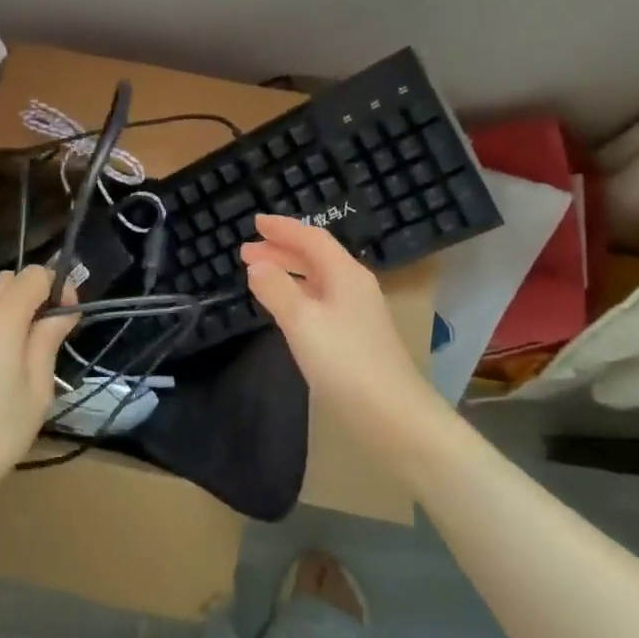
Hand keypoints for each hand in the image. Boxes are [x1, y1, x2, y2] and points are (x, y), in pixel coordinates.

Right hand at [240, 215, 434, 441]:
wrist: (392, 415)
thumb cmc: (345, 361)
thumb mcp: (302, 321)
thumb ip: (276, 289)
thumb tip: (257, 265)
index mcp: (345, 274)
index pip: (311, 238)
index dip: (283, 228)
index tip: (255, 222)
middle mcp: (354, 286)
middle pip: (315, 257)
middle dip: (281, 251)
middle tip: (246, 252)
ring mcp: (357, 313)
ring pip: (317, 280)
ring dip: (288, 273)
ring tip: (258, 276)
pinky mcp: (355, 337)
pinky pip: (321, 301)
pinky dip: (298, 295)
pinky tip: (286, 309)